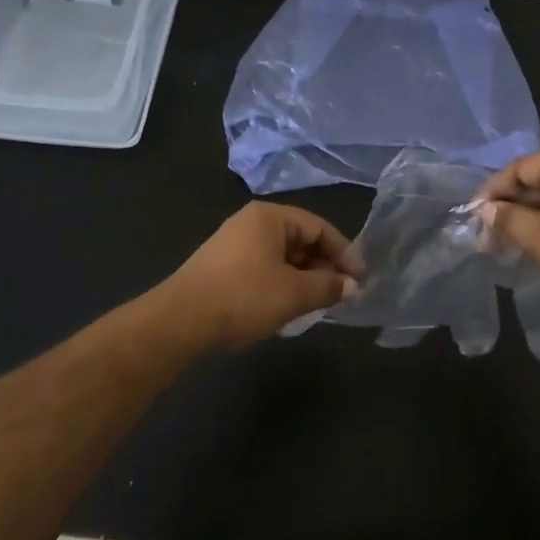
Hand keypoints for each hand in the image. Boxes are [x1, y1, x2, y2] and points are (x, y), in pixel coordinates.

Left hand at [164, 203, 360, 348]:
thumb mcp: (294, 293)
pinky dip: (282, 283)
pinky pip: (264, 268)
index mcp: (270, 217)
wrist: (179, 322)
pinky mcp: (222, 266)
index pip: (319, 227)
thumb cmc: (243, 297)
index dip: (344, 253)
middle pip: (300, 240)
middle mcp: (252, 222)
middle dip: (324, 267)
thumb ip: (328, 287)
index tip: (360, 280)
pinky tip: (287, 307)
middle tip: (341, 294)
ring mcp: (234, 243)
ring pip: (282, 256)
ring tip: (318, 303)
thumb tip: (353, 287)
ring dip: (304, 278)